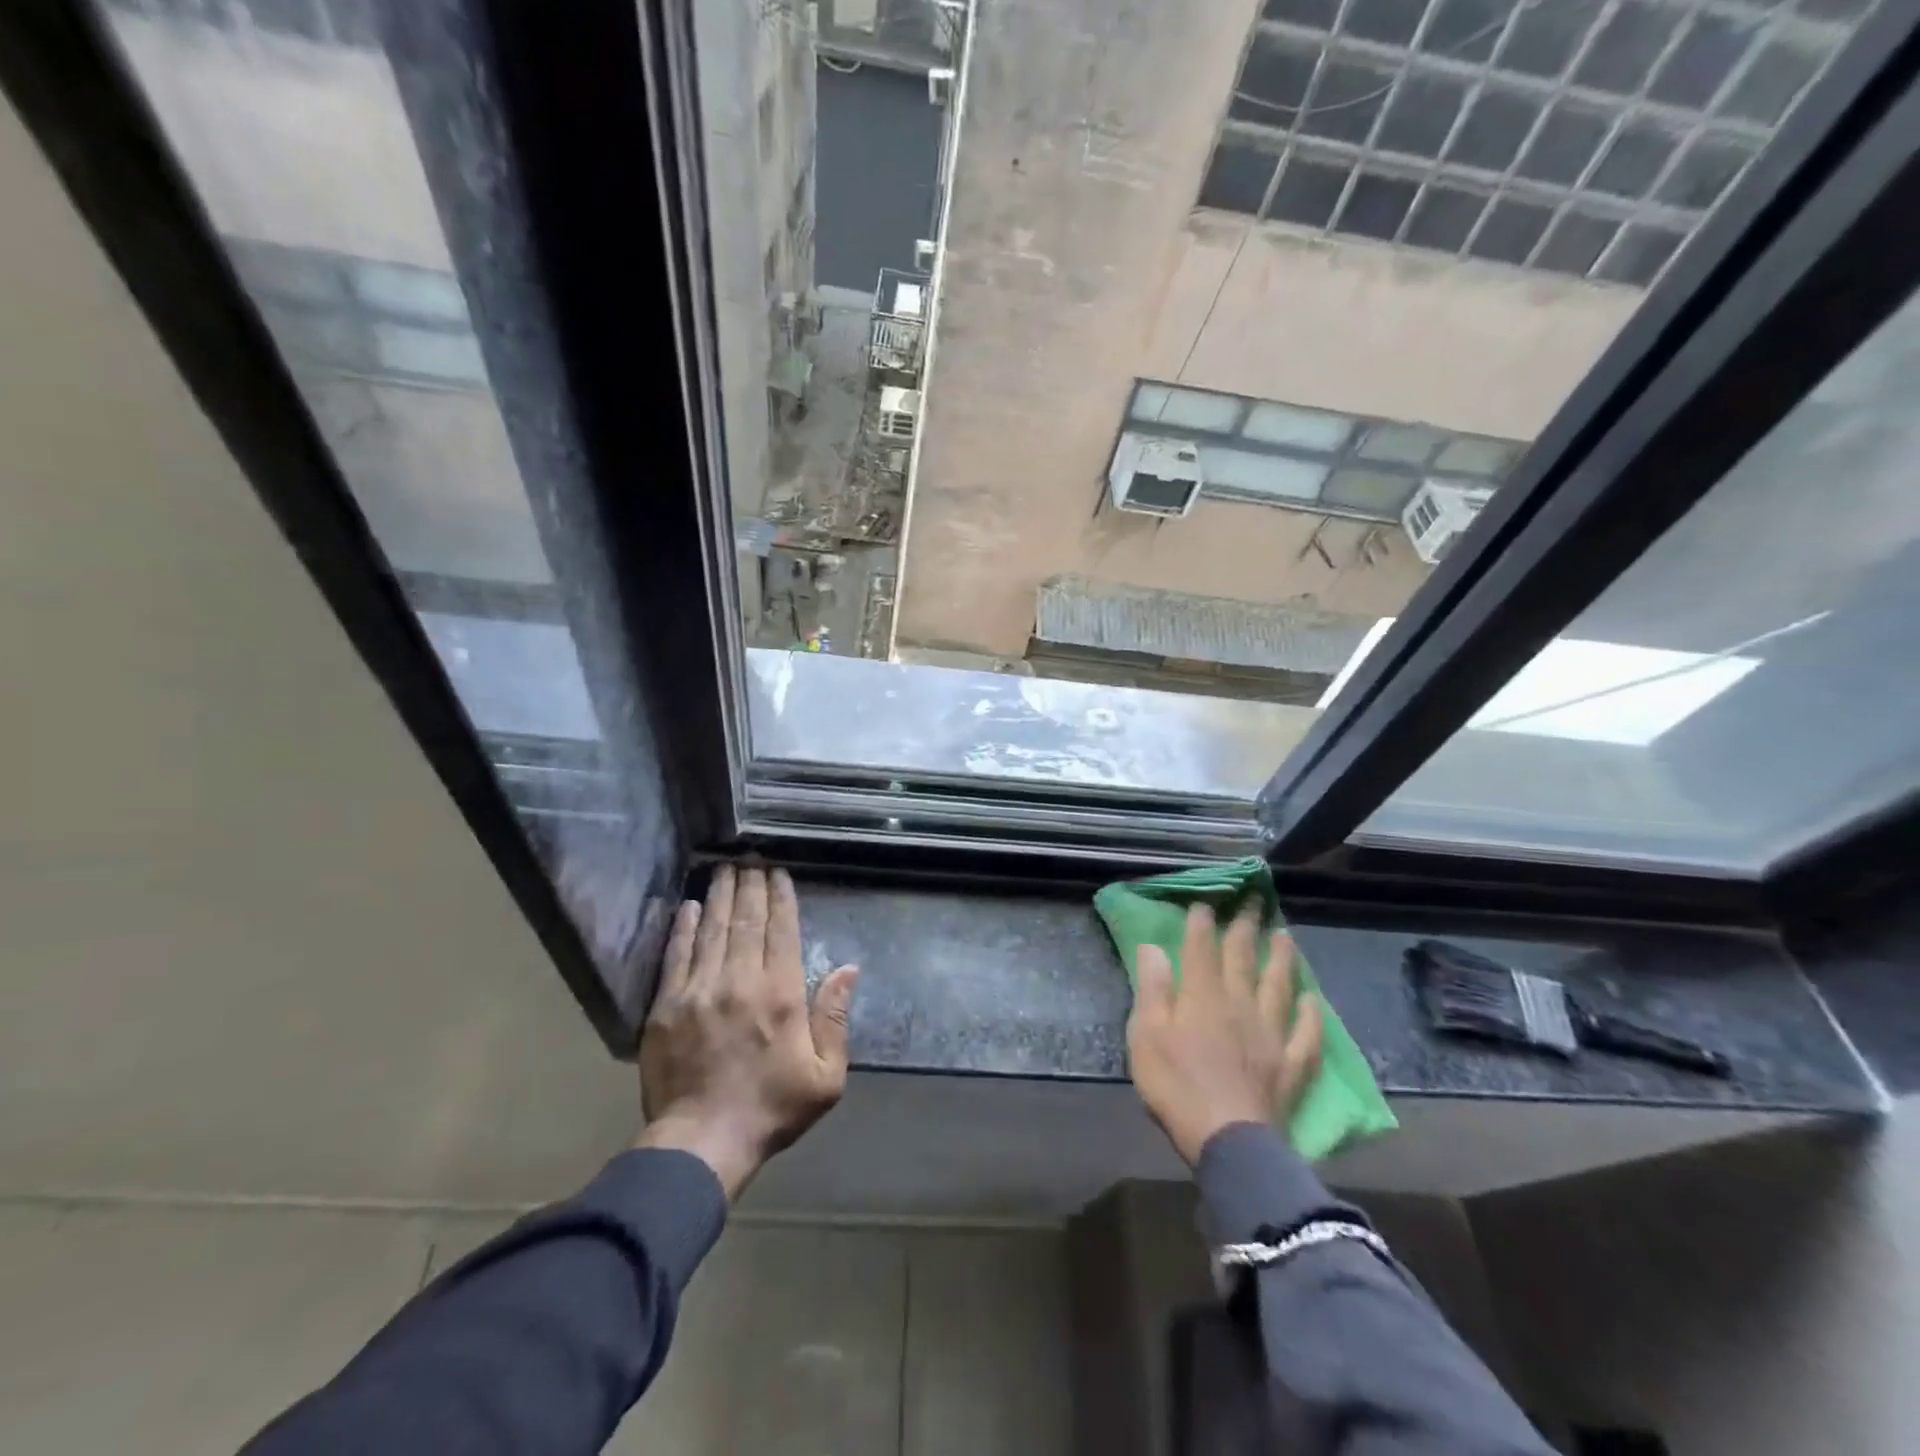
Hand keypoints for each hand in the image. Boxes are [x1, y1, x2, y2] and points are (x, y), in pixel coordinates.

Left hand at [636, 865, 858, 1199]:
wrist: (702, 1142)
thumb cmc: (772, 1108)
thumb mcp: (825, 1076)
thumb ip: (836, 1018)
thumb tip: (849, 969)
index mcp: (780, 993)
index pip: (782, 931)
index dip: (781, 898)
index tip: (779, 873)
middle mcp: (740, 981)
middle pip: (747, 921)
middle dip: (751, 886)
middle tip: (751, 859)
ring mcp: (699, 990)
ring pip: (713, 930)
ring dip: (721, 896)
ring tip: (725, 869)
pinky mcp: (667, 1006)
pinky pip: (676, 956)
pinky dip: (684, 927)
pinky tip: (691, 906)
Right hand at [1126, 904, 1322, 1167]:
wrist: (1228, 1140)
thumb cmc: (1176, 1086)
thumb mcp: (1146, 1035)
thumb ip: (1152, 989)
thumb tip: (1153, 947)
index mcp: (1202, 996)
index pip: (1201, 949)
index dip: (1202, 923)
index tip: (1206, 902)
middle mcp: (1239, 1004)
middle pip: (1243, 958)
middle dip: (1245, 927)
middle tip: (1254, 901)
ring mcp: (1270, 1033)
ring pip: (1278, 987)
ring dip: (1282, 959)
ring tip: (1285, 935)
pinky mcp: (1290, 1064)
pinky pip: (1306, 1034)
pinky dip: (1312, 1015)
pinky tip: (1315, 1000)